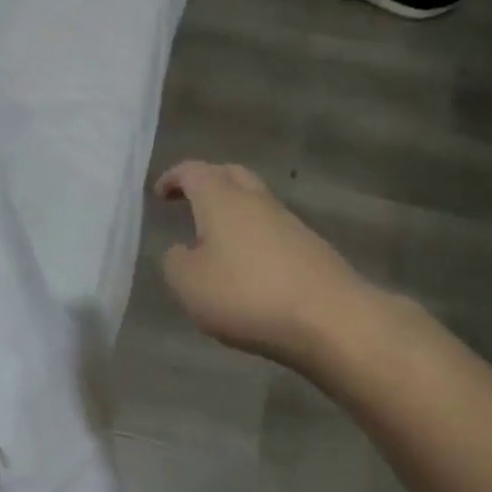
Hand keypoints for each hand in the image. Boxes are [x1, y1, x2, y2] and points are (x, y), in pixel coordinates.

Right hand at [155, 161, 366, 368]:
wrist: (332, 319)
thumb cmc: (247, 294)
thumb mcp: (189, 283)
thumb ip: (175, 262)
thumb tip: (181, 250)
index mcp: (222, 199)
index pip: (193, 172)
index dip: (173, 178)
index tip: (159, 194)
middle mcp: (256, 201)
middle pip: (230, 175)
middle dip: (207, 182)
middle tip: (189, 200)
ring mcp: (289, 223)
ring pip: (255, 203)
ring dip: (233, 212)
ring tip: (215, 239)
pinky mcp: (311, 249)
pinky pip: (273, 231)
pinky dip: (254, 238)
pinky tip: (247, 267)